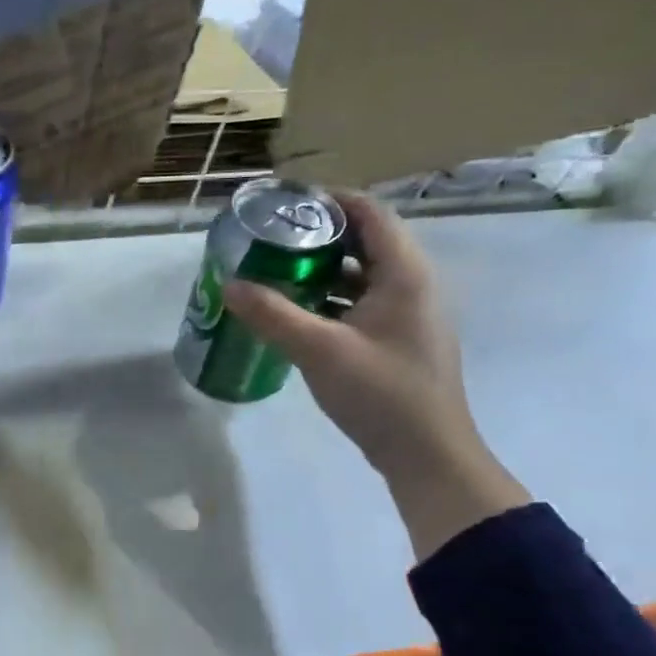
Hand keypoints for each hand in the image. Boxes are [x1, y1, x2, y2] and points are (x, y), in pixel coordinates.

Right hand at [223, 191, 527, 559]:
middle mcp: (413, 284)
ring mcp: (408, 313)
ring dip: (321, 269)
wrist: (427, 455)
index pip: (369, 213)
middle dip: (317, 235)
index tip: (284, 203)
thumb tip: (228, 284)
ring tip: (275, 270)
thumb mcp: (319, 351)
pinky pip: (362, 301)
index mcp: (405, 273)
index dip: (329, 200)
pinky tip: (296, 311)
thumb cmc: (380, 394)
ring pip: (362, 274)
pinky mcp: (399, 338)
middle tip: (270, 238)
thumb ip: (272, 314)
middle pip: (364, 240)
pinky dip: (330, 297)